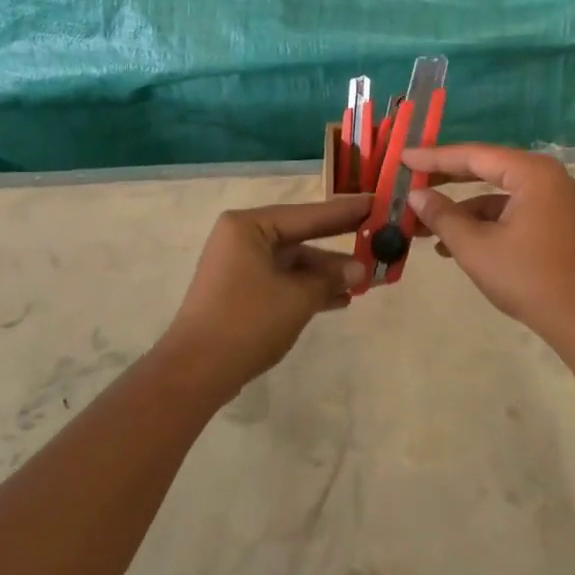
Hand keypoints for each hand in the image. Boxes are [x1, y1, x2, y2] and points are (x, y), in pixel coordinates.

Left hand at [155, 194, 370, 401]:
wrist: (196, 371)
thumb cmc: (247, 321)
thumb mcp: (297, 298)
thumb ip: (330, 279)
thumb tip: (360, 269)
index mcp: (249, 226)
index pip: (307, 214)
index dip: (344, 212)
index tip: (375, 203)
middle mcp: (242, 238)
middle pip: (301, 236)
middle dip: (338, 244)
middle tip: (378, 237)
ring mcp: (240, 266)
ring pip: (294, 262)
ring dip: (327, 273)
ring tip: (367, 279)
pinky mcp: (242, 292)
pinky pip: (283, 281)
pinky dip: (309, 288)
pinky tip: (341, 299)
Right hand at [404, 144, 574, 345]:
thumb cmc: (527, 277)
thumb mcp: (475, 247)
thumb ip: (442, 216)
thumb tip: (416, 195)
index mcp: (531, 172)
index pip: (473, 155)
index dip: (434, 158)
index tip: (402, 157)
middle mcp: (544, 176)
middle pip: (484, 168)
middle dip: (444, 179)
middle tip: (408, 178)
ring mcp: (550, 199)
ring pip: (494, 192)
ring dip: (460, 208)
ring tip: (421, 223)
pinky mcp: (551, 221)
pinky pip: (507, 210)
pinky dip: (480, 222)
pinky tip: (450, 244)